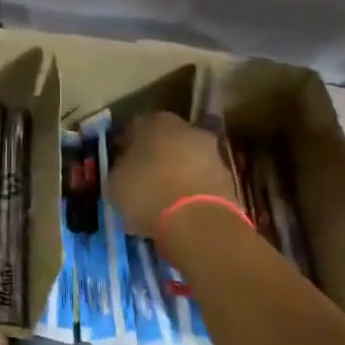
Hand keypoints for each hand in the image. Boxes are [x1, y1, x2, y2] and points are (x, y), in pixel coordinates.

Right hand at [107, 111, 239, 235]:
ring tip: (161, 201)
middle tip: (141, 180)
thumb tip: (125, 168)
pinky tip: (180, 212)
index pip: (135, 127)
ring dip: (176, 175)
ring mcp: (213, 154)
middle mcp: (188, 129)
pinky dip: (192, 193)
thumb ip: (121, 168)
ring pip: (187, 161)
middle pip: (166, 141)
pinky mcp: (230, 180)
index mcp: (156, 121)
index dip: (126, 146)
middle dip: (155, 158)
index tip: (119, 163)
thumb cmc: (147, 192)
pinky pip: (201, 183)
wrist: (198, 223)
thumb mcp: (115, 181)